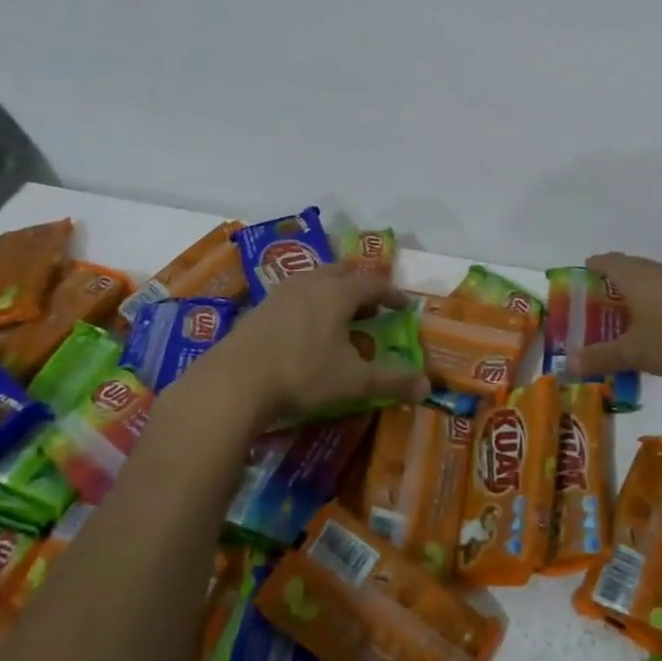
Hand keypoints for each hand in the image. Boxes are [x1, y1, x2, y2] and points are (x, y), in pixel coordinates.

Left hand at [204, 266, 430, 423]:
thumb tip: (427, 387)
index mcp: (338, 293)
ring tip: (340, 313)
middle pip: (342, 273)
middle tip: (372, 304)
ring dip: (333, 292)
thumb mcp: (354, 382)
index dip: (392, 294)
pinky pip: (294, 296)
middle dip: (361, 286)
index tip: (405, 306)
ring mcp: (281, 293)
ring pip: (315, 281)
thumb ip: (392, 382)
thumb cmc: (302, 374)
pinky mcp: (259, 308)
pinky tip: (306, 328)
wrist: (234, 382)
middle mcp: (311, 283)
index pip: (374, 283)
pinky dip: (309, 304)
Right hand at [570, 252, 661, 387]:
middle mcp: (659, 273)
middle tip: (605, 306)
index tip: (584, 274)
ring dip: (647, 309)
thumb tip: (568, 365)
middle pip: (633, 273)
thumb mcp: (632, 352)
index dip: (593, 267)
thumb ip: (600, 358)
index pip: (607, 262)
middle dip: (619, 289)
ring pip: (659, 291)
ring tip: (639, 336)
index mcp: (635, 277)